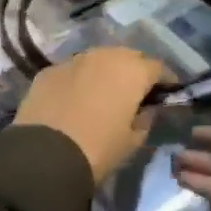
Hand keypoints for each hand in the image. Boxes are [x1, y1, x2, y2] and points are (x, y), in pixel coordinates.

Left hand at [13, 46, 167, 183]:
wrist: (43, 155)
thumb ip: (145, 120)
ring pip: (99, 58)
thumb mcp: (132, 141)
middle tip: (136, 92)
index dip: (165, 81)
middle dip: (135, 70)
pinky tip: (75, 98)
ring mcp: (74, 60)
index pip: (158, 68)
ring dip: (106, 71)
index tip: (167, 93)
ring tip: (105, 92)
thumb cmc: (98, 149)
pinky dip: (80, 79)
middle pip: (128, 56)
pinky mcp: (49, 70)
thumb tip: (147, 109)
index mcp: (132, 71)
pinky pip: (73, 70)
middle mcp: (105, 56)